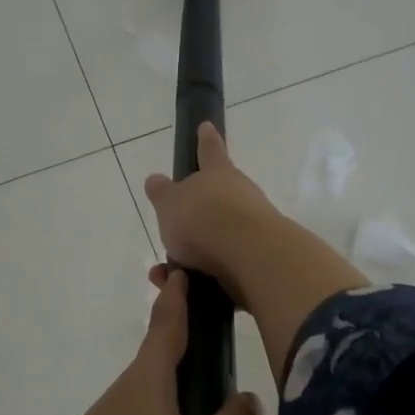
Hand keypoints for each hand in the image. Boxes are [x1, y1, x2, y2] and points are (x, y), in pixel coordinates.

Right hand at [142, 122, 276, 306]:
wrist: (250, 257)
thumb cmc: (204, 219)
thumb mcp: (170, 204)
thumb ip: (162, 193)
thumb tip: (155, 180)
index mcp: (218, 174)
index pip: (209, 150)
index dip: (205, 139)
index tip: (206, 126)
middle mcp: (240, 194)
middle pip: (216, 198)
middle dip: (196, 214)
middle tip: (174, 230)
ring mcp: (254, 225)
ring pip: (218, 235)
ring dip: (194, 253)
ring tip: (170, 273)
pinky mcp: (259, 257)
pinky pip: (224, 265)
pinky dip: (204, 275)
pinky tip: (186, 288)